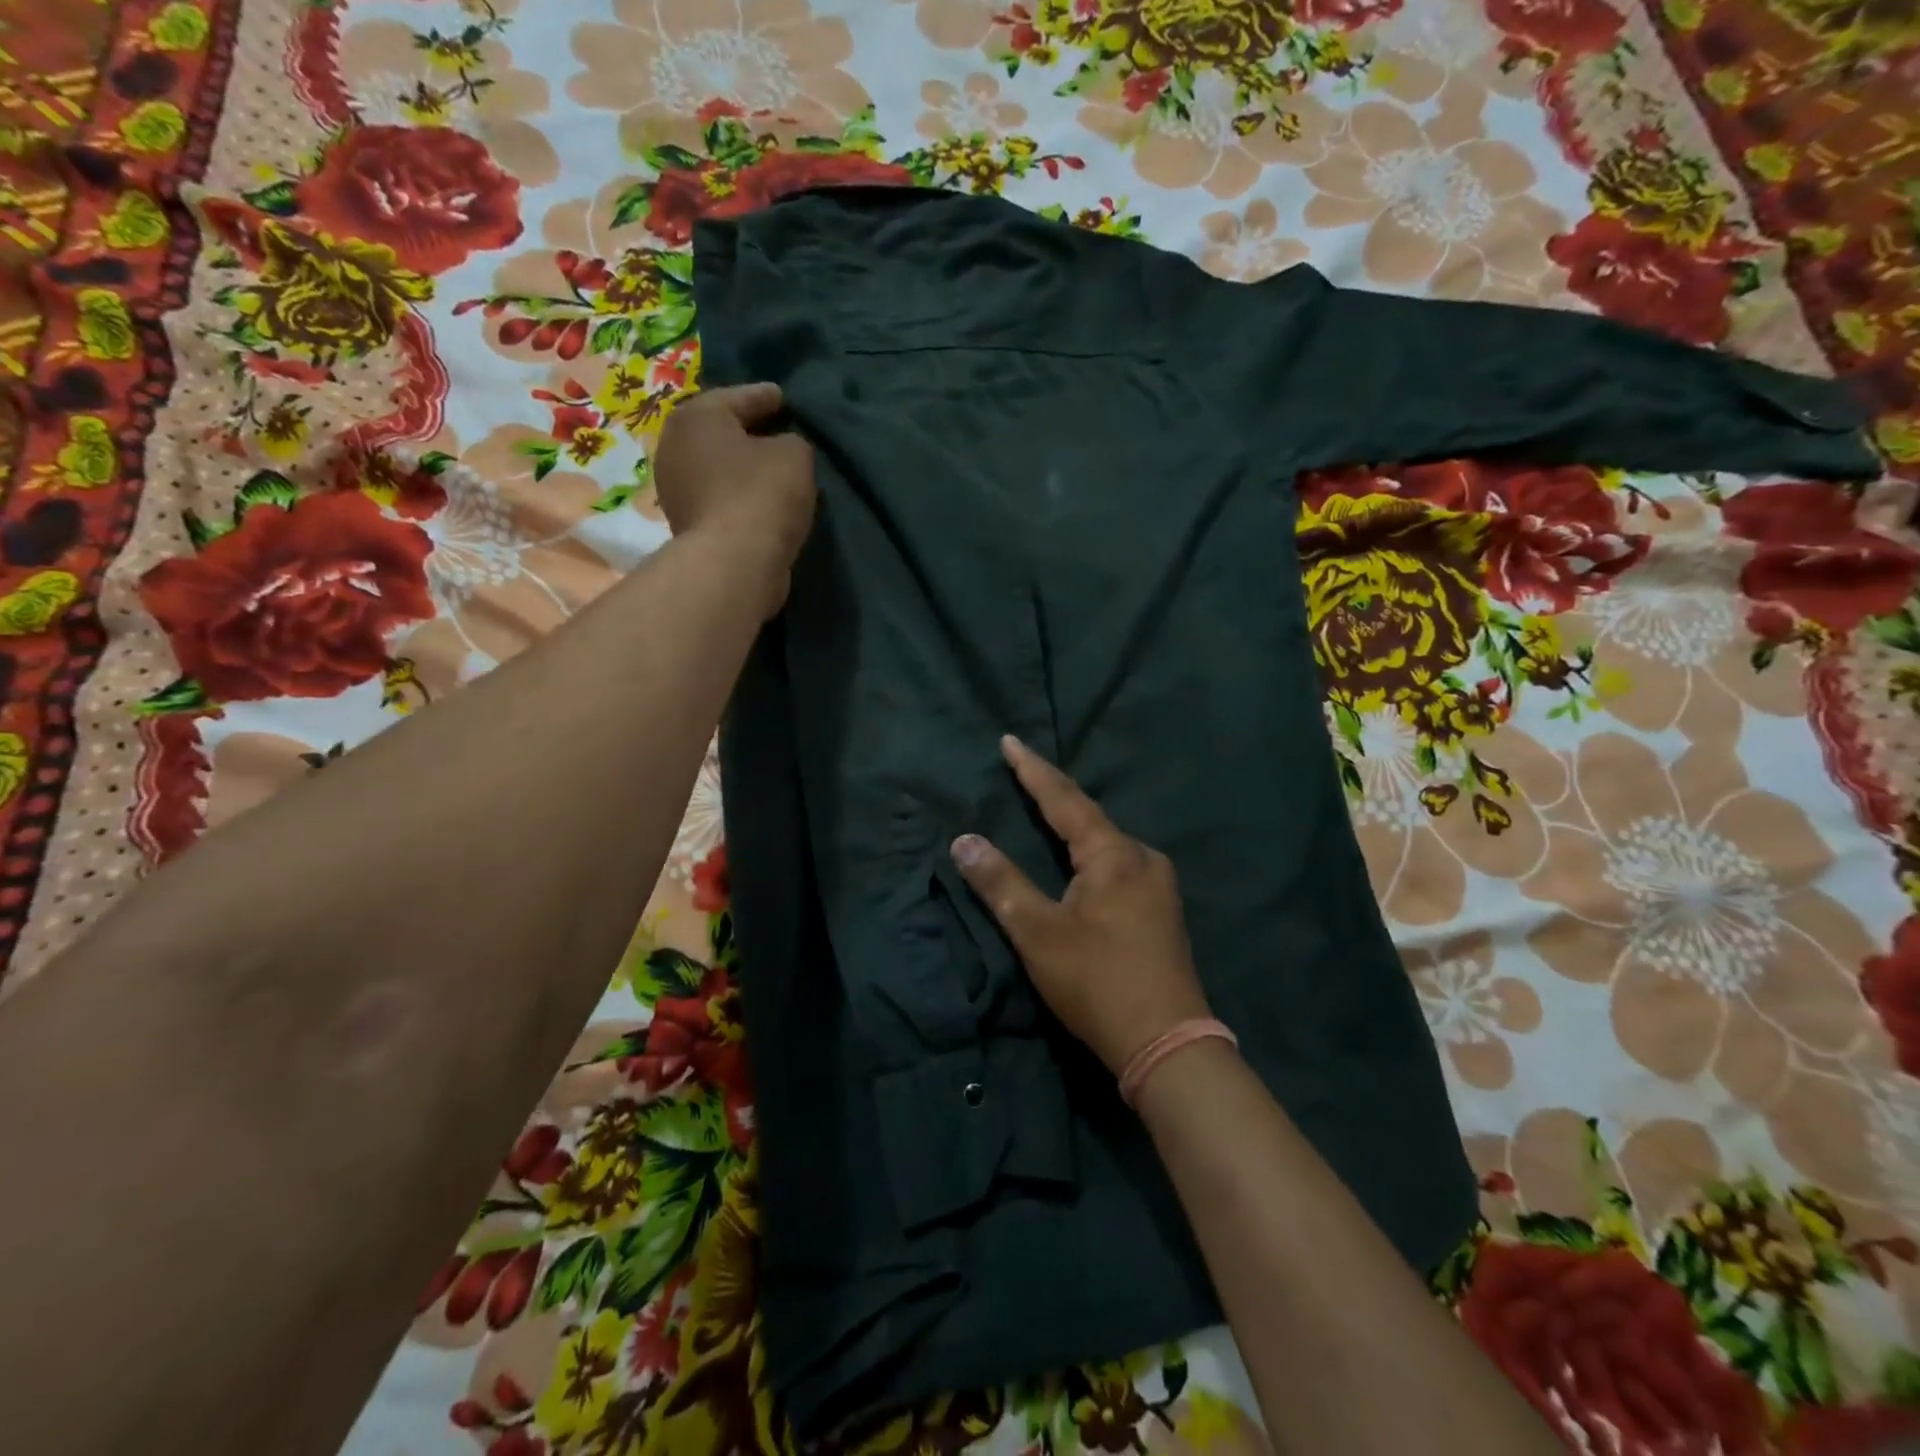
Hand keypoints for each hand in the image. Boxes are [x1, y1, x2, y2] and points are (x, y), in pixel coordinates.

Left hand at [654, 383, 815, 615]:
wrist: (734, 562)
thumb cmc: (762, 494)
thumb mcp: (795, 454)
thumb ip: (792, 441)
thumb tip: (782, 449)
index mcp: (696, 416)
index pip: (739, 397)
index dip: (767, 397)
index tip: (785, 399)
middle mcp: (674, 445)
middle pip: (720, 431)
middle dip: (747, 432)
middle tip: (778, 432)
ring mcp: (674, 488)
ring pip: (717, 467)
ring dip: (741, 468)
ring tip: (772, 471)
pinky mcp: (685, 524)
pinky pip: (718, 497)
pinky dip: (737, 495)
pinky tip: (760, 500)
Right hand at [951, 735, 1211, 1074]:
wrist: (1168, 1045)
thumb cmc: (1098, 982)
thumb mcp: (1038, 933)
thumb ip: (1000, 884)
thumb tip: (963, 841)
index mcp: (1114, 854)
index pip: (1064, 799)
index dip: (1033, 770)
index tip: (1009, 741)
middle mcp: (1142, 858)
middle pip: (1089, 817)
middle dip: (1054, 795)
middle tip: (1022, 772)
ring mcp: (1158, 885)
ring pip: (1106, 843)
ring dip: (1074, 825)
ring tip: (1046, 809)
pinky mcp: (1161, 911)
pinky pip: (1117, 865)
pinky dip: (1089, 853)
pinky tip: (1080, 860)